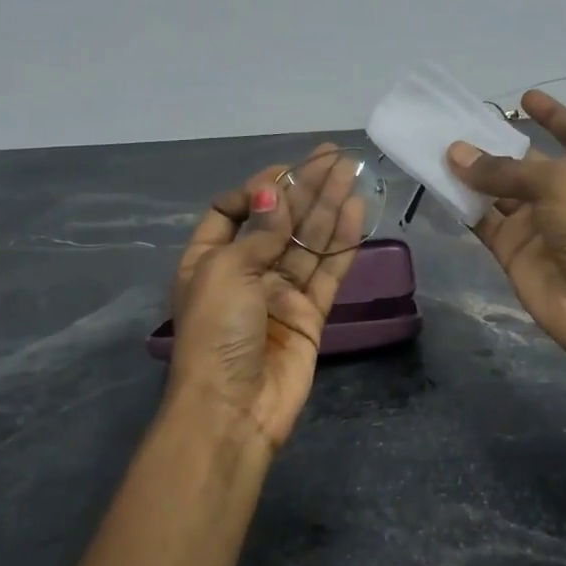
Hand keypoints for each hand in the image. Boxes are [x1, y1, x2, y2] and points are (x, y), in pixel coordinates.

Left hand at [168, 147, 365, 449]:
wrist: (234, 408)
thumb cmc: (217, 333)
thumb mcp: (227, 271)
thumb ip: (259, 232)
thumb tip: (277, 194)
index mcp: (209, 260)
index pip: (232, 211)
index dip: (257, 190)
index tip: (283, 176)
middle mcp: (245, 272)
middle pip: (279, 221)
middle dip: (305, 188)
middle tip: (335, 157)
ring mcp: (280, 294)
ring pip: (309, 242)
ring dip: (329, 207)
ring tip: (352, 172)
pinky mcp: (310, 314)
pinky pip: (328, 271)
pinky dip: (342, 243)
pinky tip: (356, 212)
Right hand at [448, 91, 565, 386]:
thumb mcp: (556, 184)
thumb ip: (503, 169)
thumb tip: (455, 154)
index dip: (552, 116)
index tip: (526, 98)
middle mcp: (563, 194)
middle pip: (525, 163)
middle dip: (497, 146)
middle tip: (459, 126)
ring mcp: (536, 223)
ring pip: (497, 191)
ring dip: (472, 174)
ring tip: (439, 149)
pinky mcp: (512, 250)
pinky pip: (482, 221)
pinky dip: (463, 206)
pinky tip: (439, 185)